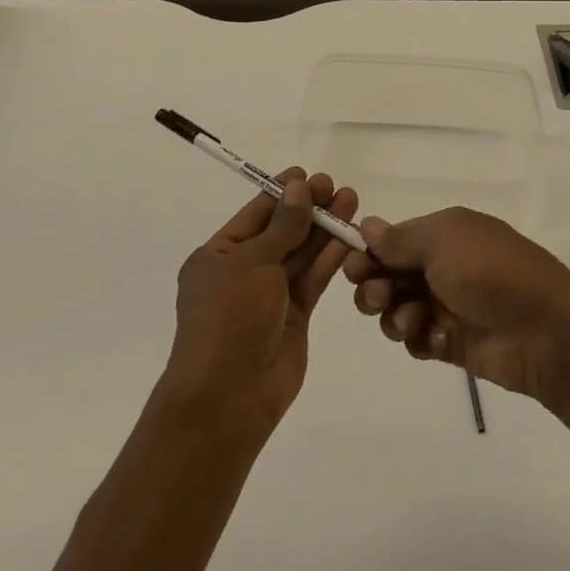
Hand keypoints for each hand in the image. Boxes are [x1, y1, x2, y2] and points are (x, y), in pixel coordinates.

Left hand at [163, 169, 356, 433]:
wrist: (229, 396)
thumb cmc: (229, 318)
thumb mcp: (252, 263)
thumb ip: (282, 225)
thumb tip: (299, 186)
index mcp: (219, 255)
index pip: (255, 214)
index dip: (282, 193)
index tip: (308, 174)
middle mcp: (244, 271)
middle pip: (282, 231)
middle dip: (308, 208)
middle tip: (336, 186)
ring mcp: (270, 295)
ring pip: (301, 253)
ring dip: (324, 229)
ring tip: (351, 201)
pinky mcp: (295, 316)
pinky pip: (313, 279)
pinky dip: (330, 258)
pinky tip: (350, 236)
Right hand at [344, 206, 569, 405]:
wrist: (546, 332)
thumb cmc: (491, 272)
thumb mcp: (443, 241)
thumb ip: (400, 239)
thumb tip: (367, 224)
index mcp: (444, 234)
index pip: (391, 240)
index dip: (367, 253)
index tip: (352, 265)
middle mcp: (442, 267)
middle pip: (388, 275)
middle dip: (373, 285)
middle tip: (376, 296)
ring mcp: (447, 305)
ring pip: (396, 309)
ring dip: (393, 314)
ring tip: (411, 321)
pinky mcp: (452, 342)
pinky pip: (416, 339)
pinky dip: (416, 338)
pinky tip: (431, 338)